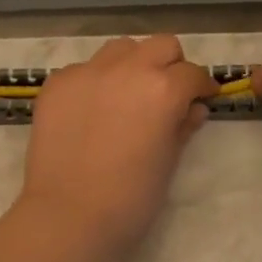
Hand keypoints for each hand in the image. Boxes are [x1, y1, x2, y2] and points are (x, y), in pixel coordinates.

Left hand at [20, 34, 218, 251]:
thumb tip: (194, 108)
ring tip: (127, 94)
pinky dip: (95, 81)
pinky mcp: (58, 82)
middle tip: (167, 92)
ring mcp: (89, 71)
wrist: (67, 216)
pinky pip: (85, 68)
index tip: (202, 98)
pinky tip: (91, 110)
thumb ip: (183, 126)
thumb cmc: (130, 198)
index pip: (193, 73)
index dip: (202, 87)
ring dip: (132, 64)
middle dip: (170, 64)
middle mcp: (129, 68)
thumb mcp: (168, 162)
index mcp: (164, 89)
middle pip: (161, 45)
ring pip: (121, 48)